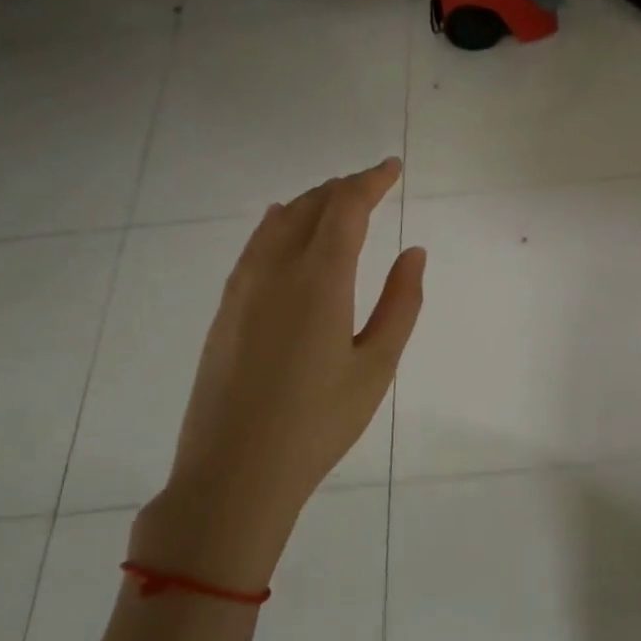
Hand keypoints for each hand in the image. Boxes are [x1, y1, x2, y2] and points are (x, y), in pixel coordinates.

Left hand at [129, 159, 424, 591]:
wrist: (234, 473)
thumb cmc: (318, 423)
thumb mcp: (377, 366)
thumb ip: (401, 304)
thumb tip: (414, 252)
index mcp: (319, 280)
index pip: (346, 208)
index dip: (371, 181)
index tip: (393, 168)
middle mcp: (276, 270)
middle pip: (311, 206)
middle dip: (345, 188)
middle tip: (374, 184)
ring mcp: (243, 288)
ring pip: (279, 222)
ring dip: (312, 202)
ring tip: (338, 201)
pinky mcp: (226, 309)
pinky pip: (256, 245)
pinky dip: (280, 224)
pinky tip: (285, 227)